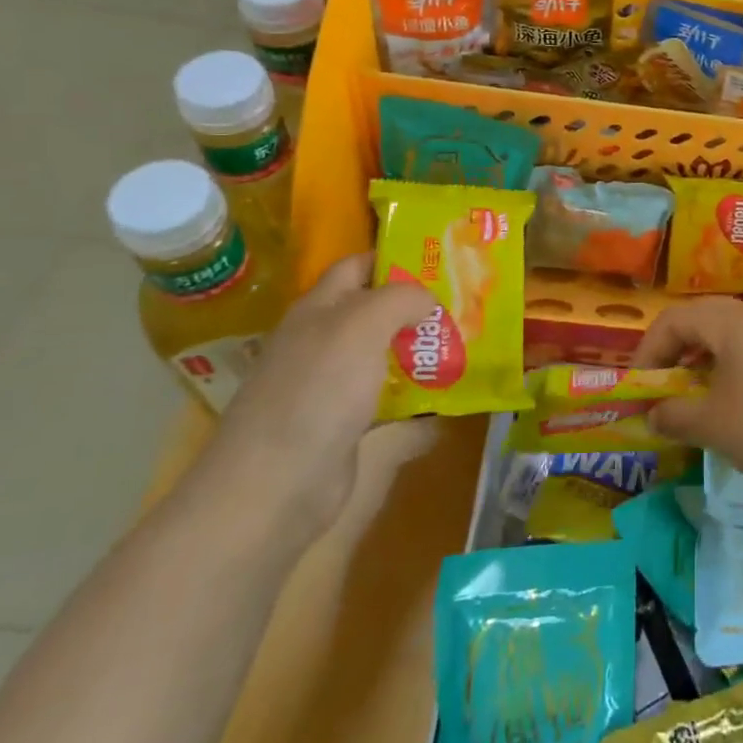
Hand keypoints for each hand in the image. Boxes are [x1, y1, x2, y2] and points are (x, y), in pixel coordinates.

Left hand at [196, 252, 439, 546]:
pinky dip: (418, 393)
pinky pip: (389, 397)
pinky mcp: (346, 424)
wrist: (275, 485)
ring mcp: (333, 385)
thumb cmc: (317, 391)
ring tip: (467, 343)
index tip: (441, 259)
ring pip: (385, 354)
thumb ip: (400, 298)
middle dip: (418, 304)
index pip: (357, 266)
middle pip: (375, 310)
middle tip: (465, 302)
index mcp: (318, 309)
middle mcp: (323, 341)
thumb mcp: (361, 325)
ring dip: (422, 349)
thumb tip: (428, 299)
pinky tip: (449, 393)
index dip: (394, 257)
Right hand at [634, 298, 742, 506]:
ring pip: (727, 335)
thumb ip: (673, 415)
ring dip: (700, 359)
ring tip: (689, 394)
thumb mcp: (711, 425)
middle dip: (673, 350)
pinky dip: (727, 367)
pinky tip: (727, 400)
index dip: (648, 350)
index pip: (674, 319)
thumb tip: (653, 415)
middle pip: (701, 319)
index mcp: (733, 321)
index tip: (638, 387)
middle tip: (659, 385)